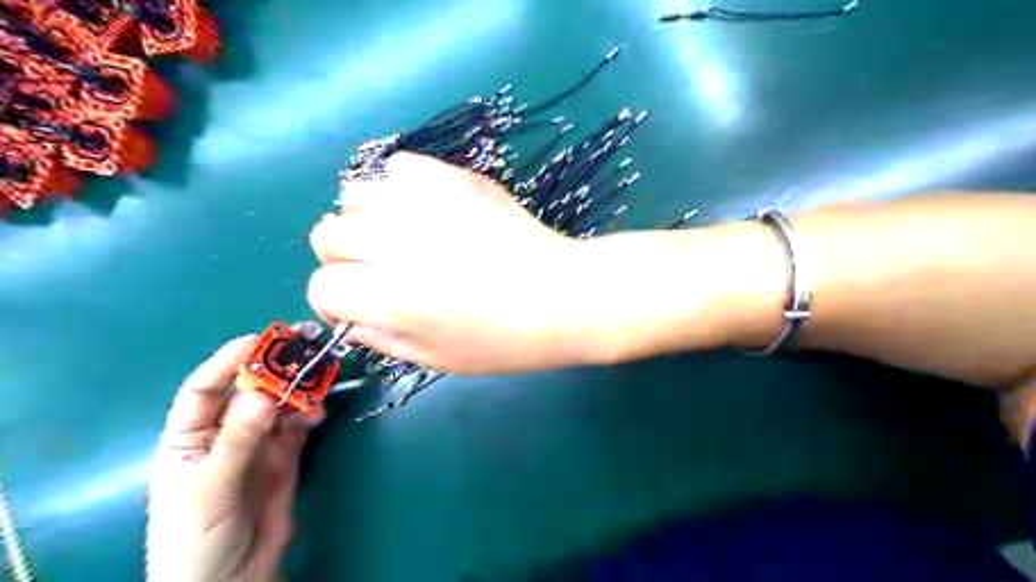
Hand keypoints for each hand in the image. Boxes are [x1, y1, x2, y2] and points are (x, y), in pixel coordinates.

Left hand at [144, 337, 315, 581]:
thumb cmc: (196, 538)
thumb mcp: (209, 488)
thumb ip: (237, 441)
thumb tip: (265, 395)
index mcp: (188, 439)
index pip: (204, 389)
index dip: (227, 362)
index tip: (259, 340)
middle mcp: (223, 435)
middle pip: (249, 393)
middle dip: (273, 373)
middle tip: (302, 355)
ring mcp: (257, 446)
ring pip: (279, 406)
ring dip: (297, 393)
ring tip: (316, 385)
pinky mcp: (284, 458)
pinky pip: (297, 427)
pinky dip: (309, 415)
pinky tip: (317, 413)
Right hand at [304, 153, 613, 375]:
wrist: (562, 295)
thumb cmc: (505, 340)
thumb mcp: (436, 359)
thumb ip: (382, 339)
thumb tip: (349, 318)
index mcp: (390, 298)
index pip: (323, 288)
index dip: (335, 303)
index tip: (358, 307)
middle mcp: (395, 242)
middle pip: (327, 234)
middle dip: (345, 259)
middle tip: (380, 271)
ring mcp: (423, 202)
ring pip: (354, 195)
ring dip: (367, 219)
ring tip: (401, 236)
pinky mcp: (452, 177)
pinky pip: (398, 166)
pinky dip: (400, 187)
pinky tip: (425, 208)